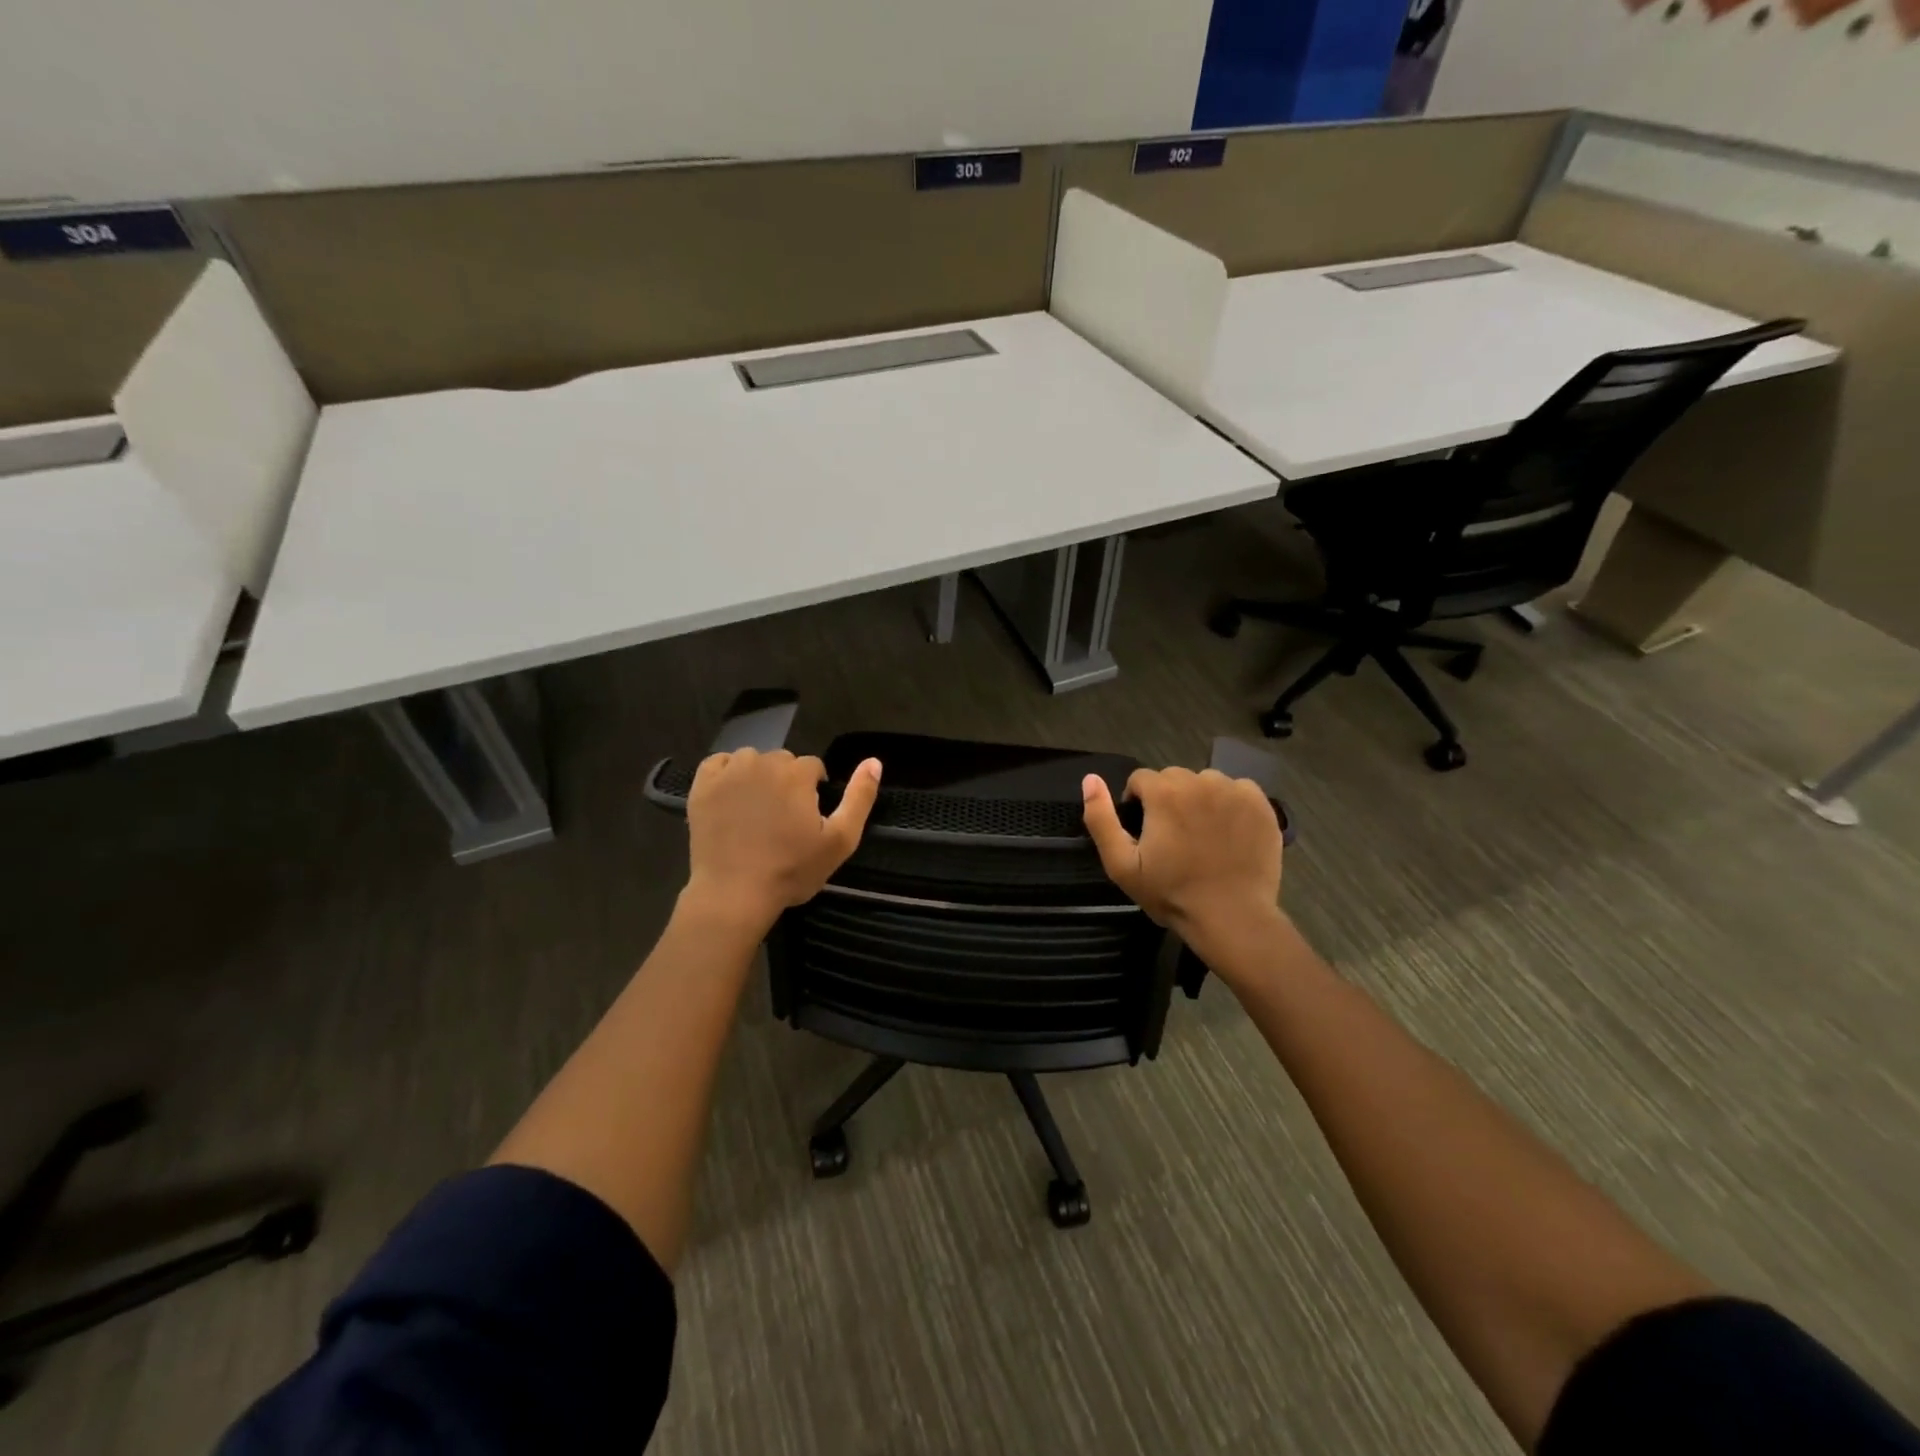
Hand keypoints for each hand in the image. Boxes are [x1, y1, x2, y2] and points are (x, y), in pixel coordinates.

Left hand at [684, 749, 880, 929]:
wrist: (734, 893)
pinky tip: (731, 798)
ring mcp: (729, 772)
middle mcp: (763, 763)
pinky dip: (727, 774)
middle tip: (783, 818)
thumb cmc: (791, 870)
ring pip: (752, 760)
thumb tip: (874, 762)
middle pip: (783, 761)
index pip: (813, 767)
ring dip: (758, 776)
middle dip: (787, 782)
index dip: (814, 790)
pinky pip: (718, 763)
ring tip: (757, 810)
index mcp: (797, 774)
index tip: (808, 818)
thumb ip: (860, 798)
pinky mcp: (702, 785)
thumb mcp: (840, 840)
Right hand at [1082, 768, 1283, 970]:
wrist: (1232, 917)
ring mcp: (1235, 791)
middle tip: (1173, 837)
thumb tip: (1090, 779)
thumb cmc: (1172, 893)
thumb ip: (1100, 818)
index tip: (1145, 833)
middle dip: (1168, 800)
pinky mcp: (1261, 804)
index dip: (1137, 804)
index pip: (1141, 779)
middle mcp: (1200, 781)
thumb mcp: (1122, 864)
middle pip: (1174, 778)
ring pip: (1206, 783)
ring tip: (1202, 835)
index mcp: (1164, 792)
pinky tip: (1229, 833)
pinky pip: (1238, 791)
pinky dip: (1230, 804)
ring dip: (1199, 800)